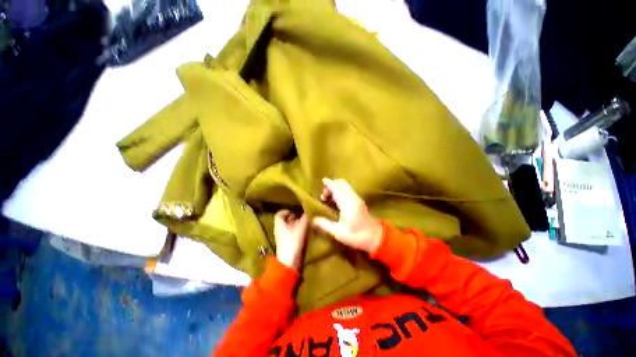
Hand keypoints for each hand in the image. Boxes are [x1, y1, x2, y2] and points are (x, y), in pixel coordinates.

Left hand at [274, 210, 308, 270]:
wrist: (290, 263)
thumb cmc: (293, 242)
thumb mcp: (301, 227)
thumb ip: (305, 218)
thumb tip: (308, 210)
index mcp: (279, 225)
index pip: (279, 214)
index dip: (286, 211)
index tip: (295, 211)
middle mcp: (280, 231)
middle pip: (285, 221)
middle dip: (294, 218)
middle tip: (303, 216)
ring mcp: (283, 239)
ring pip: (289, 228)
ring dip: (297, 225)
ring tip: (307, 224)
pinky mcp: (288, 245)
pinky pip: (292, 235)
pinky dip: (298, 232)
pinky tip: (306, 233)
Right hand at [313, 178, 382, 253]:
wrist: (375, 238)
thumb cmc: (356, 236)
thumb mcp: (338, 232)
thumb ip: (324, 224)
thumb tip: (313, 219)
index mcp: (347, 203)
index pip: (336, 187)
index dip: (329, 183)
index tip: (322, 181)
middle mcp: (352, 197)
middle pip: (341, 183)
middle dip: (331, 185)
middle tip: (324, 196)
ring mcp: (357, 198)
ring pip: (345, 186)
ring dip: (336, 188)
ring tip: (328, 199)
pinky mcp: (359, 201)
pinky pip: (348, 190)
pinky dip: (340, 191)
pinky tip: (336, 201)